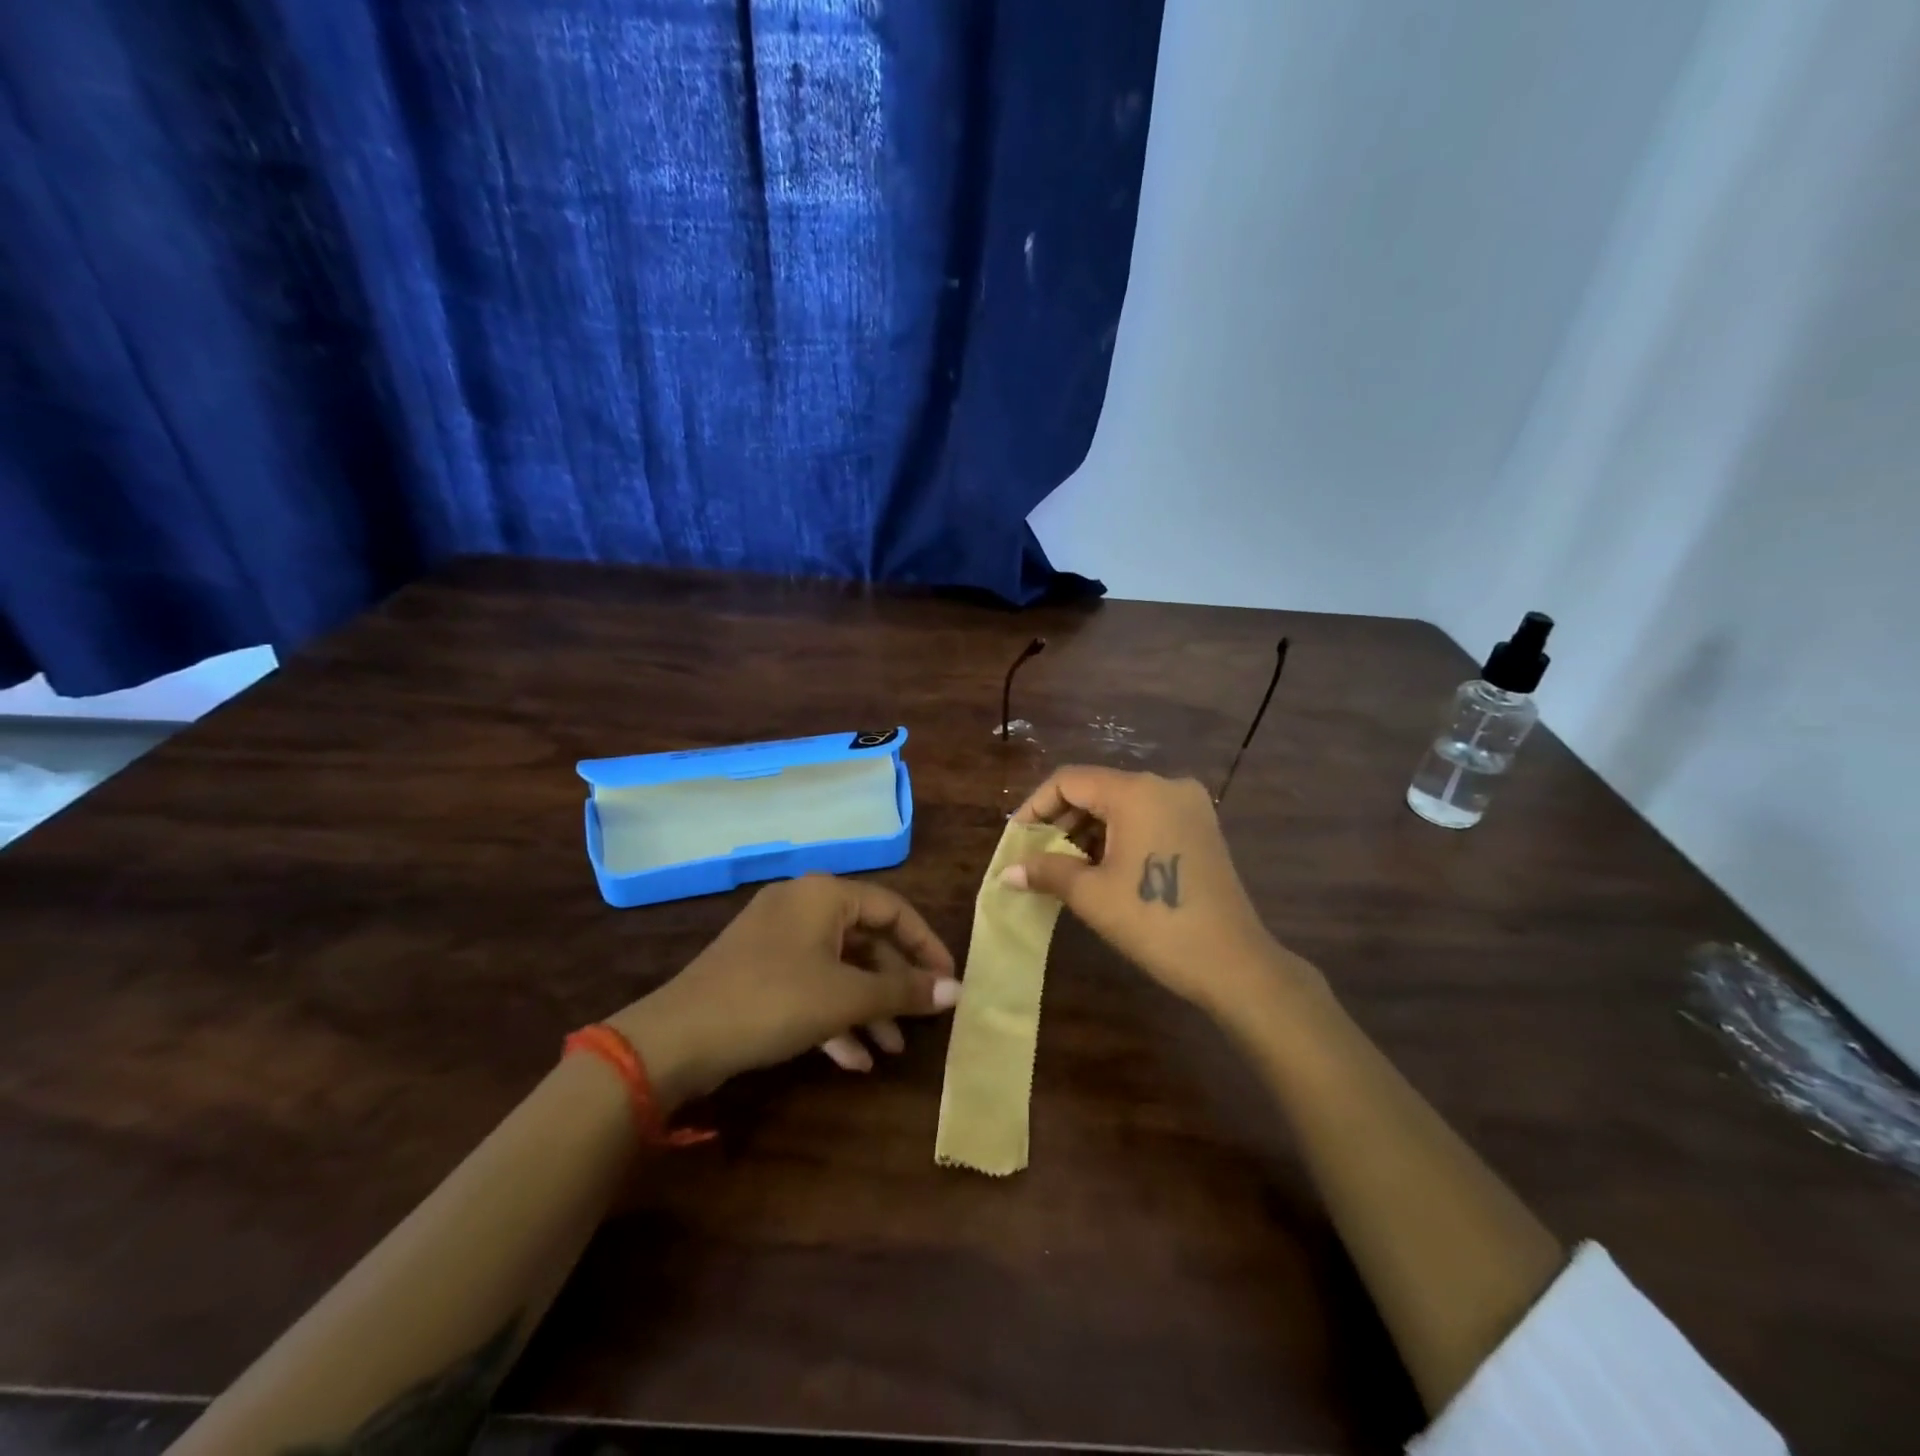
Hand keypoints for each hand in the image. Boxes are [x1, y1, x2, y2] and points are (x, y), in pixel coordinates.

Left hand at [608, 875, 959, 1105]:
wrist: (676, 1040)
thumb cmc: (772, 1002)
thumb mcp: (845, 997)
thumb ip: (903, 991)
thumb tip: (956, 990)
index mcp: (824, 895)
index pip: (893, 910)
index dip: (926, 946)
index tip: (949, 982)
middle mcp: (802, 906)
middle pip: (867, 940)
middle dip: (895, 985)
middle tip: (922, 1020)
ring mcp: (777, 939)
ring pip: (839, 967)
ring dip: (868, 1007)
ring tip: (892, 1050)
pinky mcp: (760, 971)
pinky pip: (811, 985)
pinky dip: (834, 1016)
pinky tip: (852, 1060)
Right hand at [1004, 767, 1312, 1015]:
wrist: (1233, 963)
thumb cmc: (1155, 922)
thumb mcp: (1091, 895)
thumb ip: (1046, 871)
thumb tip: (1006, 871)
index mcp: (1136, 792)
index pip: (1069, 781)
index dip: (1036, 807)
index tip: (1017, 839)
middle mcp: (1165, 785)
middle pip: (1097, 788)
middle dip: (1061, 820)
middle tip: (1037, 855)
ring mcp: (1189, 805)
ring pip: (1122, 804)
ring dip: (1089, 829)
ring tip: (1065, 866)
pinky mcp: (1201, 827)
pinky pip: (1146, 817)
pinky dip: (1118, 834)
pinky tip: (1102, 867)